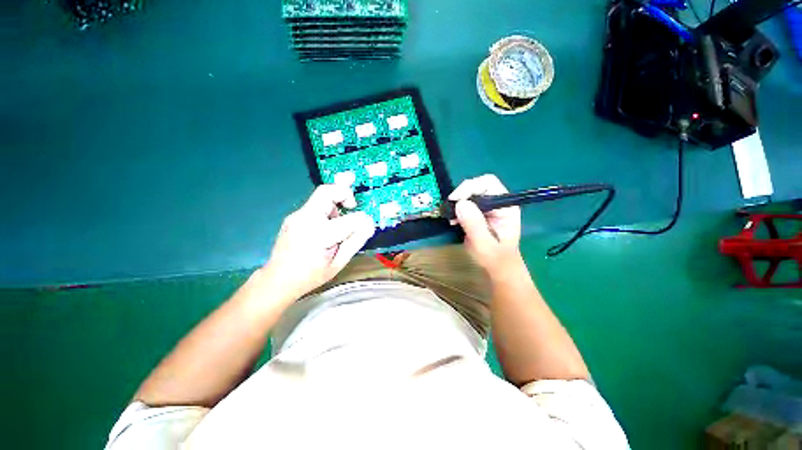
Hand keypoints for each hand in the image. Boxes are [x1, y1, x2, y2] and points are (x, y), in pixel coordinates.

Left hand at [262, 184, 375, 298]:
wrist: (278, 280)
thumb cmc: (310, 276)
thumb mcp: (338, 263)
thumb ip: (355, 241)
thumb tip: (368, 225)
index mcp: (319, 234)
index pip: (350, 219)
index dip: (363, 220)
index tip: (367, 226)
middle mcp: (305, 219)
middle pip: (327, 191)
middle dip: (345, 194)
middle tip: (352, 207)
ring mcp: (296, 216)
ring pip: (321, 197)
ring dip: (335, 204)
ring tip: (338, 225)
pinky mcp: (293, 216)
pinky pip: (314, 206)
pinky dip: (326, 211)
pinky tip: (326, 229)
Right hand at [449, 174, 521, 271]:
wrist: (497, 267)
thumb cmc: (495, 258)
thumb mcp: (484, 244)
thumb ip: (475, 224)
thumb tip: (461, 203)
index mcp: (505, 206)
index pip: (489, 184)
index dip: (470, 187)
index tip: (455, 200)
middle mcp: (497, 202)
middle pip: (477, 185)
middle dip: (462, 194)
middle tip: (451, 208)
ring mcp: (487, 207)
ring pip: (469, 193)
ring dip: (457, 202)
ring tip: (451, 218)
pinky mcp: (478, 212)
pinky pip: (465, 203)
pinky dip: (456, 209)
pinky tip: (453, 220)